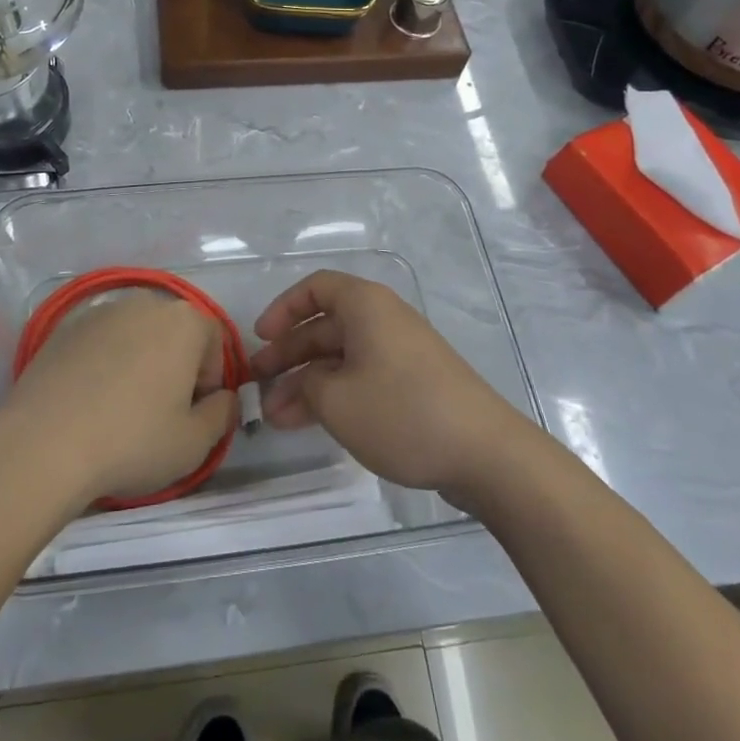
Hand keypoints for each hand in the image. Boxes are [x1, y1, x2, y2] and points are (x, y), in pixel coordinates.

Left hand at [0, 289, 237, 508]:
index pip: (214, 340)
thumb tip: (223, 399)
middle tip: (160, 412)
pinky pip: (100, 343)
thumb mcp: (195, 442)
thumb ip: (223, 413)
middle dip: (175, 366)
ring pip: (135, 335)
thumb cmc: (133, 440)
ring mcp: (101, 312)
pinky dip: (103, 364)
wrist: (43, 444)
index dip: (210, 380)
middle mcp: (145, 303)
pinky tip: (89, 402)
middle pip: (174, 333)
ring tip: (120, 408)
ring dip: (139, 363)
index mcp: (184, 321)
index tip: (193, 414)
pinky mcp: (64, 328)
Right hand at [248, 271, 530, 496]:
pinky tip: (308, 424)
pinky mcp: (412, 384)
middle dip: (288, 355)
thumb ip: (307, 385)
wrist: (484, 452)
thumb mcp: (337, 399)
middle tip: (255, 385)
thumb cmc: (402, 411)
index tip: (260, 339)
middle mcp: (383, 320)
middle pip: (325, 326)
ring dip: (306, 383)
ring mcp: (400, 353)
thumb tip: (303, 384)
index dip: (283, 309)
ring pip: (340, 358)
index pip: (315, 288)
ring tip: (274, 418)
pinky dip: (333, 395)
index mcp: (366, 306)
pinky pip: (361, 377)